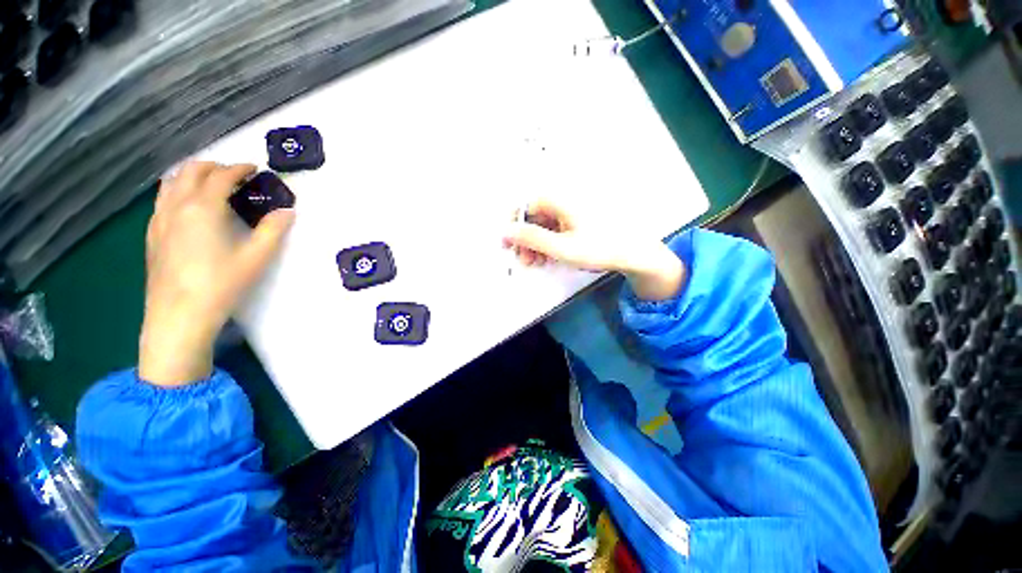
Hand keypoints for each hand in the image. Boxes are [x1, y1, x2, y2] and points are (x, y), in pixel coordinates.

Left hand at [139, 161, 294, 386]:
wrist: (178, 315)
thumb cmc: (221, 284)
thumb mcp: (257, 257)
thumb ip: (274, 230)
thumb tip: (287, 211)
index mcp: (203, 208)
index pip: (221, 176)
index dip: (239, 168)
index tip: (255, 168)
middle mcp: (177, 206)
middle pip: (191, 171)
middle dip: (214, 166)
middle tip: (235, 173)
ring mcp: (159, 219)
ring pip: (171, 182)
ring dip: (192, 174)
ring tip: (210, 183)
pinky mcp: (152, 233)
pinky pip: (163, 199)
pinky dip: (178, 190)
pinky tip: (188, 206)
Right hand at [502, 198, 685, 300]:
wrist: (634, 254)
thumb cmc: (599, 248)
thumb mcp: (561, 247)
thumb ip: (532, 239)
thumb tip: (506, 231)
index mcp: (559, 201)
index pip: (525, 205)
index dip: (513, 225)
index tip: (507, 245)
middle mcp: (563, 203)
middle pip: (533, 217)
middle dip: (525, 240)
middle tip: (523, 260)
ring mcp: (570, 214)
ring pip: (543, 226)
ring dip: (535, 245)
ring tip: (535, 263)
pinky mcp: (577, 224)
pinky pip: (555, 231)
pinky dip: (547, 245)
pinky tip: (547, 259)